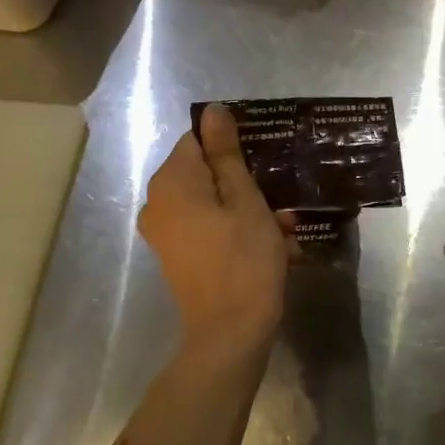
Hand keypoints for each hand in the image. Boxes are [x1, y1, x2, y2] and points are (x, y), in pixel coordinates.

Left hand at [139, 104, 288, 343]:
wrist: (230, 333)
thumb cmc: (244, 259)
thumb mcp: (245, 200)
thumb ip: (227, 153)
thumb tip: (213, 111)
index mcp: (171, 183)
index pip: (198, 140)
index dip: (233, 146)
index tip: (265, 162)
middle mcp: (158, 203)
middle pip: (205, 173)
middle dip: (246, 183)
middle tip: (283, 202)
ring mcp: (165, 232)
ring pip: (212, 202)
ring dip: (249, 210)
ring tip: (286, 230)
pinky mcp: (178, 256)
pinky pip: (208, 228)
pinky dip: (237, 231)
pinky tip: (272, 247)